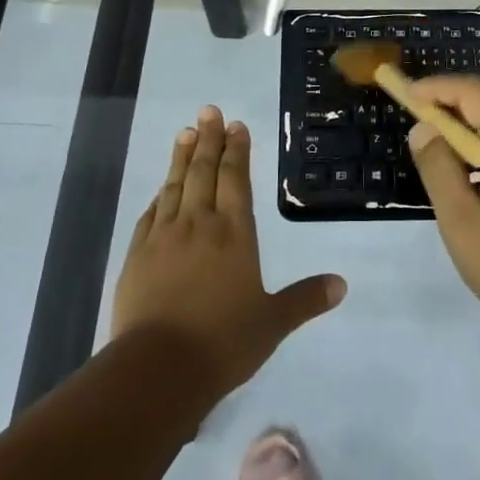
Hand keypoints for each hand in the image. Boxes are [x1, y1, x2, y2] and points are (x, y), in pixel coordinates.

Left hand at [113, 106, 345, 400]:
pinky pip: (150, 214)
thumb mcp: (272, 323)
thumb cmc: (223, 342)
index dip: (237, 151)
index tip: (235, 126)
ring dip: (182, 157)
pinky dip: (159, 195)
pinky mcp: (137, 255)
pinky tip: (161, 189)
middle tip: (208, 111)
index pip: (236, 180)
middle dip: (208, 139)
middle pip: (204, 172)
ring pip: (175, 186)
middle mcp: (199, 225)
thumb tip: (342, 285)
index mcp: (234, 234)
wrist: (158, 368)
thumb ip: (305, 299)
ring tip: (186, 132)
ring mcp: (164, 237)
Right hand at [407, 75, 479, 334]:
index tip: (406, 94)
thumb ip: (439, 168)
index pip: (475, 92)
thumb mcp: (462, 221)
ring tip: (436, 137)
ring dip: (470, 117)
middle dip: (452, 98)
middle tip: (415, 113)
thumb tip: (424, 129)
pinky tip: (469, 161)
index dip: (438, 87)